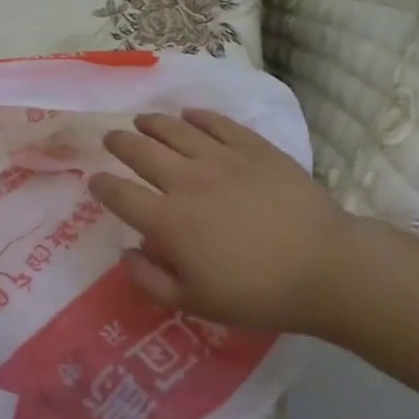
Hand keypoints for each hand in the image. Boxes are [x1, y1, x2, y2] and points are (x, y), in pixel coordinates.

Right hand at [90, 110, 359, 335]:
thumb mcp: (195, 303)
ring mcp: (220, 158)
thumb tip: (126, 252)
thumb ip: (151, 280)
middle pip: (141, 152)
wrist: (323, 267)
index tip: (94, 179)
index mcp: (168, 221)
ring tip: (142, 119)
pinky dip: (197, 116)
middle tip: (112, 137)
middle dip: (119, 142)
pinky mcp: (252, 147)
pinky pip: (217, 123)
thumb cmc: (257, 293)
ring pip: (175, 129)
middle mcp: (186, 181)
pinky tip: (189, 114)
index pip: (121, 195)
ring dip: (152, 123)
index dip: (102, 185)